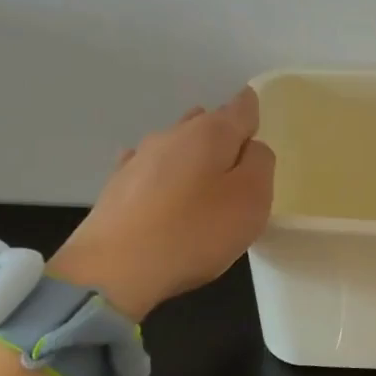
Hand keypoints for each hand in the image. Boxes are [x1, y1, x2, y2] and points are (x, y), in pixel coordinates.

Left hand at [50, 88, 275, 319]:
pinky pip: (150, 171)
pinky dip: (163, 177)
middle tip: (238, 167)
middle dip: (223, 137)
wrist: (115, 269)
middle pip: (206, 123)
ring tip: (205, 183)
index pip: (241, 107)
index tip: (258, 126)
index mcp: (211, 132)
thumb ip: (260, 163)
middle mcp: (174, 134)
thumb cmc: (196, 231)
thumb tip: (250, 148)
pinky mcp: (117, 186)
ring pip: (176, 145)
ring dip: (193, 157)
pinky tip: (164, 195)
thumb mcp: (252, 198)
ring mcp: (140, 158)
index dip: (253, 112)